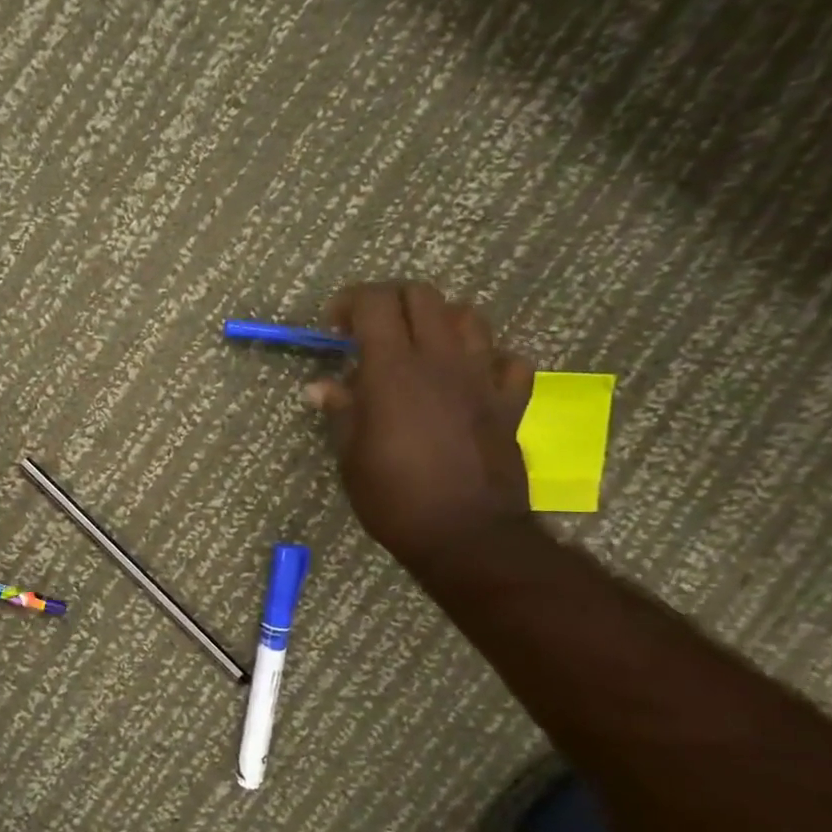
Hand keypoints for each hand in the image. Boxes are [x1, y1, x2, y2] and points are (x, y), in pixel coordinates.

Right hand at [304, 282, 535, 568]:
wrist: (467, 535)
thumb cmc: (394, 498)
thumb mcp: (351, 456)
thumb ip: (341, 411)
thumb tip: (320, 387)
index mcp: (393, 370)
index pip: (375, 303)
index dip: (350, 302)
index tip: (333, 327)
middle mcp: (441, 360)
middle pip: (422, 295)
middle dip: (391, 301)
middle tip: (371, 330)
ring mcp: (482, 378)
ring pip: (468, 317)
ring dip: (438, 321)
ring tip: (419, 349)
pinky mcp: (511, 402)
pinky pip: (507, 361)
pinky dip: (486, 360)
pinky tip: (468, 380)